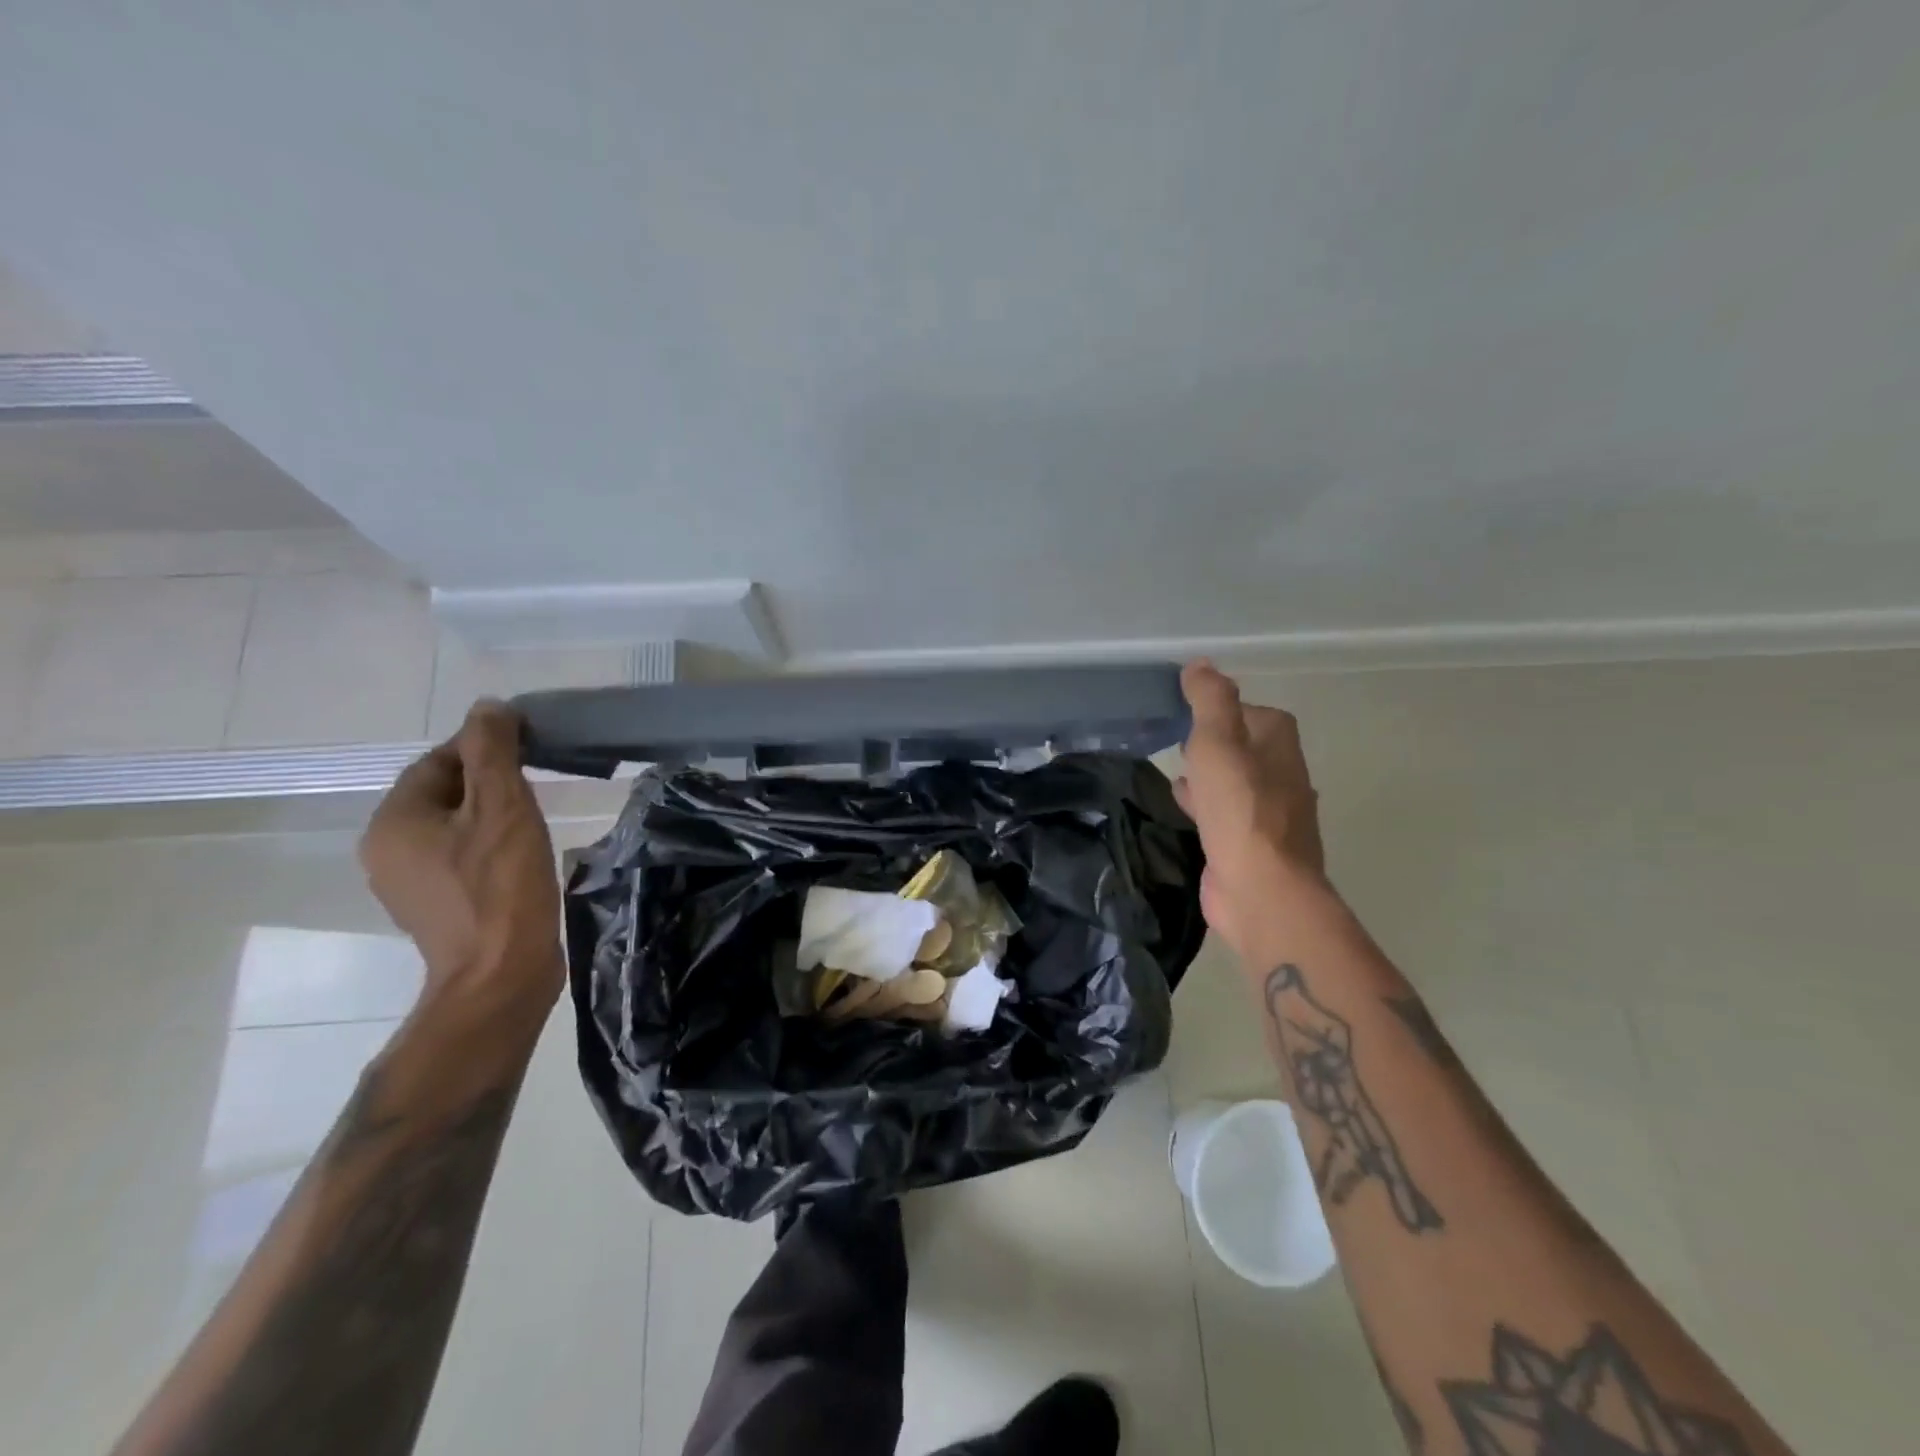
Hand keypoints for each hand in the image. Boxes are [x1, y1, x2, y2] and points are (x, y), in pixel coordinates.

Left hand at [359, 701, 563, 1037]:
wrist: (500, 977)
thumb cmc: (501, 888)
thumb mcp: (503, 808)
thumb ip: (492, 752)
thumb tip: (488, 707)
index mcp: (394, 820)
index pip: (439, 760)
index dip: (486, 748)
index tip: (533, 751)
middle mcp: (387, 848)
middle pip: (444, 792)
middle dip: (491, 781)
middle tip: (540, 785)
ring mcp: (407, 882)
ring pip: (453, 825)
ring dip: (493, 814)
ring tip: (537, 819)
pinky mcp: (435, 905)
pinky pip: (459, 855)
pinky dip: (488, 844)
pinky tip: (523, 855)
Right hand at [1175, 661, 1327, 960]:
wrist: (1260, 889)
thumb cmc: (1240, 808)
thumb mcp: (1218, 742)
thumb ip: (1210, 700)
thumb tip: (1201, 664)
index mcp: (1279, 745)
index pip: (1251, 712)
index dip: (1221, 708)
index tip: (1186, 710)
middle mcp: (1282, 775)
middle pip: (1245, 748)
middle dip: (1215, 742)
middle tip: (1177, 739)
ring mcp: (1270, 815)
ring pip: (1234, 783)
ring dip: (1210, 776)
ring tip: (1175, 771)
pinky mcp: (1252, 846)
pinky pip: (1225, 815)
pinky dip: (1205, 806)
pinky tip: (1184, 810)